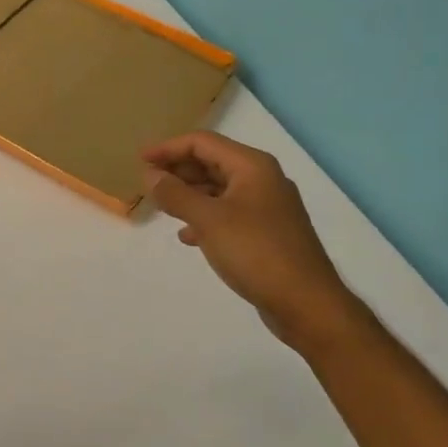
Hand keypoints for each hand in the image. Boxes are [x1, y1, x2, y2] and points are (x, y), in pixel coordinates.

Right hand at [143, 132, 354, 350]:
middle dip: (178, 170)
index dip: (168, 148)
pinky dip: (205, 217)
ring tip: (162, 207)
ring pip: (219, 189)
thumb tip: (151, 175)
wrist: (307, 304)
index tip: (140, 160)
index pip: (202, 142)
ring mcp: (267, 207)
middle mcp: (262, 179)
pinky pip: (228, 213)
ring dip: (189, 194)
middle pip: (212, 162)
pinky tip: (189, 236)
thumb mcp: (208, 220)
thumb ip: (176, 194)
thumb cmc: (256, 252)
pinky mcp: (267, 232)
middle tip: (148, 183)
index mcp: (252, 166)